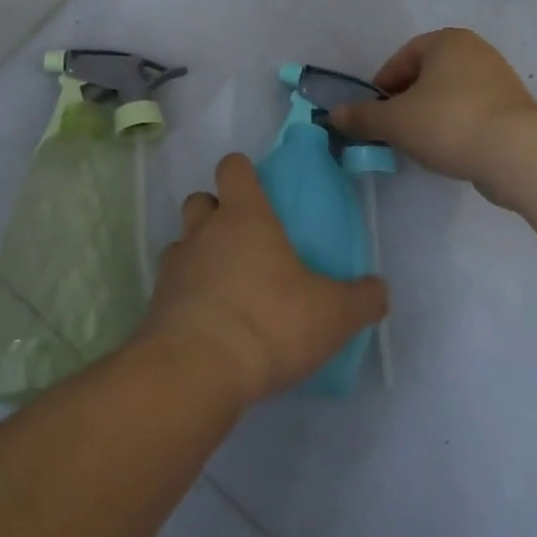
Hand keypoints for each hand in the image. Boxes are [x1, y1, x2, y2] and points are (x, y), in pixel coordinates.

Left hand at [142, 153, 387, 407]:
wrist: (198, 368)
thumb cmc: (270, 321)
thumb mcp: (333, 314)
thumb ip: (361, 299)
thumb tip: (379, 289)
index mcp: (245, 216)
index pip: (233, 167)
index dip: (242, 172)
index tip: (257, 188)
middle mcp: (204, 230)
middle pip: (200, 199)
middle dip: (216, 211)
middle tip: (243, 240)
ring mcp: (176, 264)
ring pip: (183, 240)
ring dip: (198, 253)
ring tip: (224, 284)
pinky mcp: (157, 301)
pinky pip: (171, 283)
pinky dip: (186, 292)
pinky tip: (208, 320)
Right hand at [328, 28, 536, 182]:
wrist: (518, 153)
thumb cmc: (448, 122)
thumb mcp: (394, 121)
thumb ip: (362, 117)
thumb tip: (334, 115)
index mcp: (447, 41)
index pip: (402, 58)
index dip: (383, 85)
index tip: (376, 113)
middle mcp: (476, 51)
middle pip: (426, 75)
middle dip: (407, 101)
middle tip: (395, 128)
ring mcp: (500, 79)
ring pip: (450, 95)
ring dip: (430, 115)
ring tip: (421, 143)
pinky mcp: (514, 109)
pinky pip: (472, 112)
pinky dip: (456, 126)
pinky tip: (449, 150)